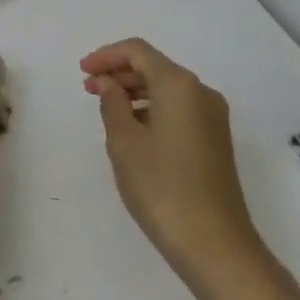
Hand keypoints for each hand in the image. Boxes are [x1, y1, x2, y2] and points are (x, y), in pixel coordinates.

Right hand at [82, 38, 299, 299]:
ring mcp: (213, 118)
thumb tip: (109, 84)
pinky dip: (153, 110)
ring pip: (167, 89)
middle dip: (119, 74)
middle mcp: (201, 93)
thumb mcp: (125, 143)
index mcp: (179, 85)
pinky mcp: (216, 141)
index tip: (82, 72)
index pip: (138, 51)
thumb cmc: (163, 189)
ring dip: (135, 92)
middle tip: (89, 90)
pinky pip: (179, 109)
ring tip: (107, 111)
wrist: (218, 248)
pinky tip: (134, 132)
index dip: (107, 56)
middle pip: (154, 67)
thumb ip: (112, 104)